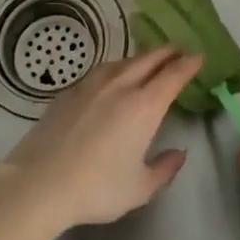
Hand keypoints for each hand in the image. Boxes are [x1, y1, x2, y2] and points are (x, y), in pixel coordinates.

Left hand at [0, 48, 198, 229]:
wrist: (41, 182)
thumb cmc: (97, 188)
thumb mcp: (140, 188)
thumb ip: (164, 169)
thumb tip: (178, 153)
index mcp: (144, 106)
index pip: (173, 76)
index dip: (188, 64)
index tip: (198, 56)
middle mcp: (120, 86)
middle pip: (149, 60)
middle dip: (167, 53)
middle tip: (178, 50)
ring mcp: (91, 85)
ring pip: (122, 62)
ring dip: (140, 58)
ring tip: (146, 61)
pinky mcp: (69, 91)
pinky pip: (100, 71)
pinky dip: (114, 68)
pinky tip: (111, 77)